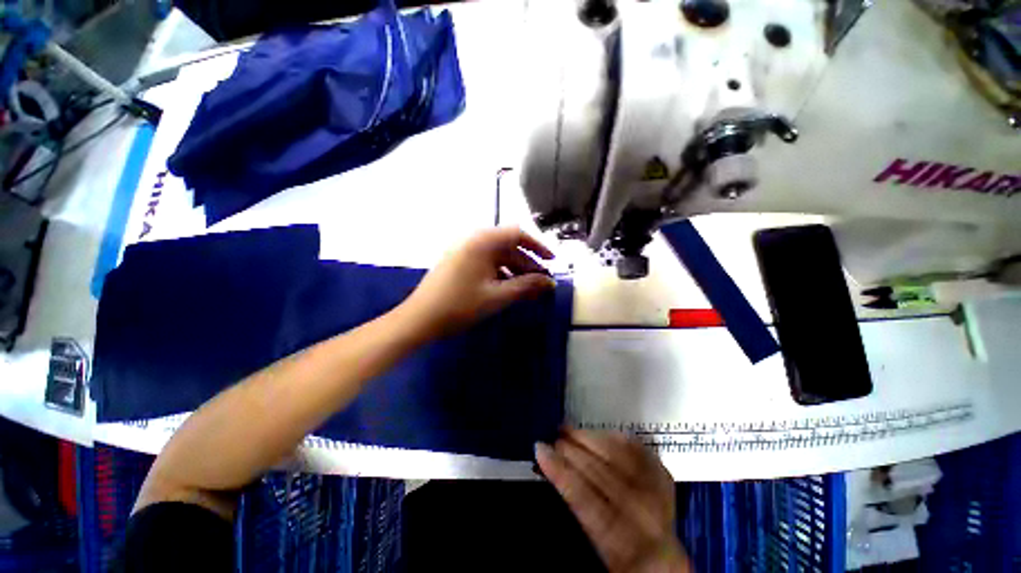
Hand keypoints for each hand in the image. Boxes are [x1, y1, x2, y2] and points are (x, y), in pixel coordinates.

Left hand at [398, 227, 555, 341]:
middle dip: (527, 264)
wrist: (419, 319)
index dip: (538, 246)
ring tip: (528, 289)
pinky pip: (486, 263)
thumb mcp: (497, 296)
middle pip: (508, 246)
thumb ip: (526, 287)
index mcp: (483, 242)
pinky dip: (500, 273)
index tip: (551, 262)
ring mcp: (464, 251)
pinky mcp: (458, 262)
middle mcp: (473, 240)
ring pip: (497, 256)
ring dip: (514, 270)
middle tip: (541, 283)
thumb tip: (550, 283)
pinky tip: (507, 289)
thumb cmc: (460, 306)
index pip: (518, 234)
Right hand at [536, 430, 691, 572]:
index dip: (561, 471)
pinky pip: (636, 447)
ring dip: (589, 437)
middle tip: (553, 438)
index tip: (541, 449)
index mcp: (624, 545)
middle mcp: (646, 517)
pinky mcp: (663, 476)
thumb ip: (574, 511)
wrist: (661, 561)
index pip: (586, 500)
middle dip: (573, 450)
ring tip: (568, 430)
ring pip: (620, 454)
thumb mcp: (594, 549)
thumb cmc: (617, 557)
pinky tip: (595, 434)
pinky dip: (612, 437)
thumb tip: (551, 469)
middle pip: (604, 472)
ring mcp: (659, 494)